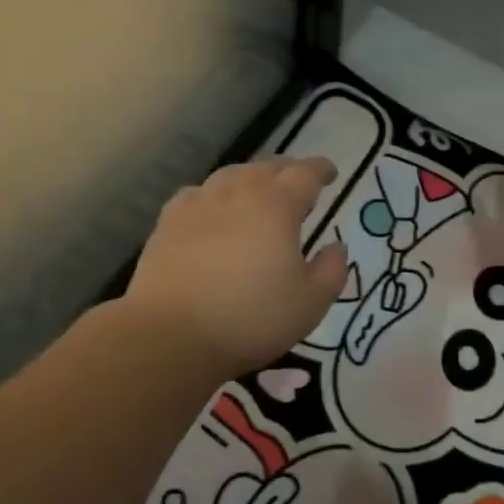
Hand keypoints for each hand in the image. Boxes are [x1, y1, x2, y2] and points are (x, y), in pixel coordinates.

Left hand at [123, 157, 349, 376]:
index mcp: (277, 207)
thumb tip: (336, 247)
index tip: (330, 173)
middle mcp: (237, 194)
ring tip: (257, 192)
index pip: (304, 175)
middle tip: (298, 183)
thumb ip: (331, 271)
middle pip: (266, 169)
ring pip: (229, 176)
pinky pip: (197, 195)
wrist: (171, 334)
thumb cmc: (250, 319)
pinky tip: (212, 209)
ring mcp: (198, 205)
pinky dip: (213, 195)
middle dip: (287, 171)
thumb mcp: (309, 304)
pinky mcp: (168, 223)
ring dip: (250, 178)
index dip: (319, 170)